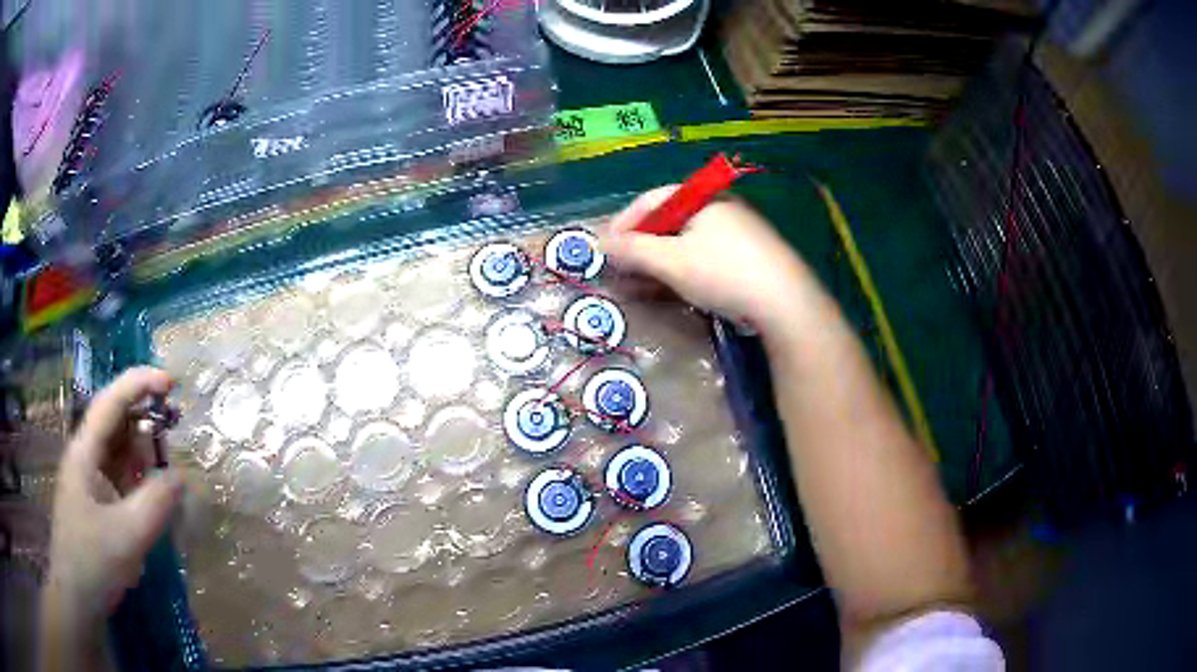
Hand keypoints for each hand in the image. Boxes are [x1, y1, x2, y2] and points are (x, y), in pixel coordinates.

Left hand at [44, 367, 183, 627]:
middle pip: (117, 426)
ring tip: (170, 478)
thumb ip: (156, 503)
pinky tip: (157, 506)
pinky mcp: (100, 507)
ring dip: (146, 459)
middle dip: (146, 423)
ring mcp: (92, 484)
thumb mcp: (127, 536)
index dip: (139, 384)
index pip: (111, 402)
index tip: (171, 383)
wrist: (78, 599)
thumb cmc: (93, 561)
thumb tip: (181, 476)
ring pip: (121, 456)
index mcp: (85, 452)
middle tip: (177, 434)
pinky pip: (123, 484)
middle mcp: (87, 459)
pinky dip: (141, 486)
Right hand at [600, 187, 831, 343]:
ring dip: (657, 263)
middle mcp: (720, 208)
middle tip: (619, 272)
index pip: (651, 200)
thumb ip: (633, 250)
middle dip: (639, 247)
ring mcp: (737, 233)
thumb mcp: (671, 261)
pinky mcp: (748, 258)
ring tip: (639, 286)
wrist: (786, 304)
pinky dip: (681, 271)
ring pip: (685, 242)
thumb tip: (600, 243)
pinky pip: (704, 257)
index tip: (604, 249)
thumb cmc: (724, 273)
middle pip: (668, 221)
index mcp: (702, 198)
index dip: (622, 223)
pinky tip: (672, 290)